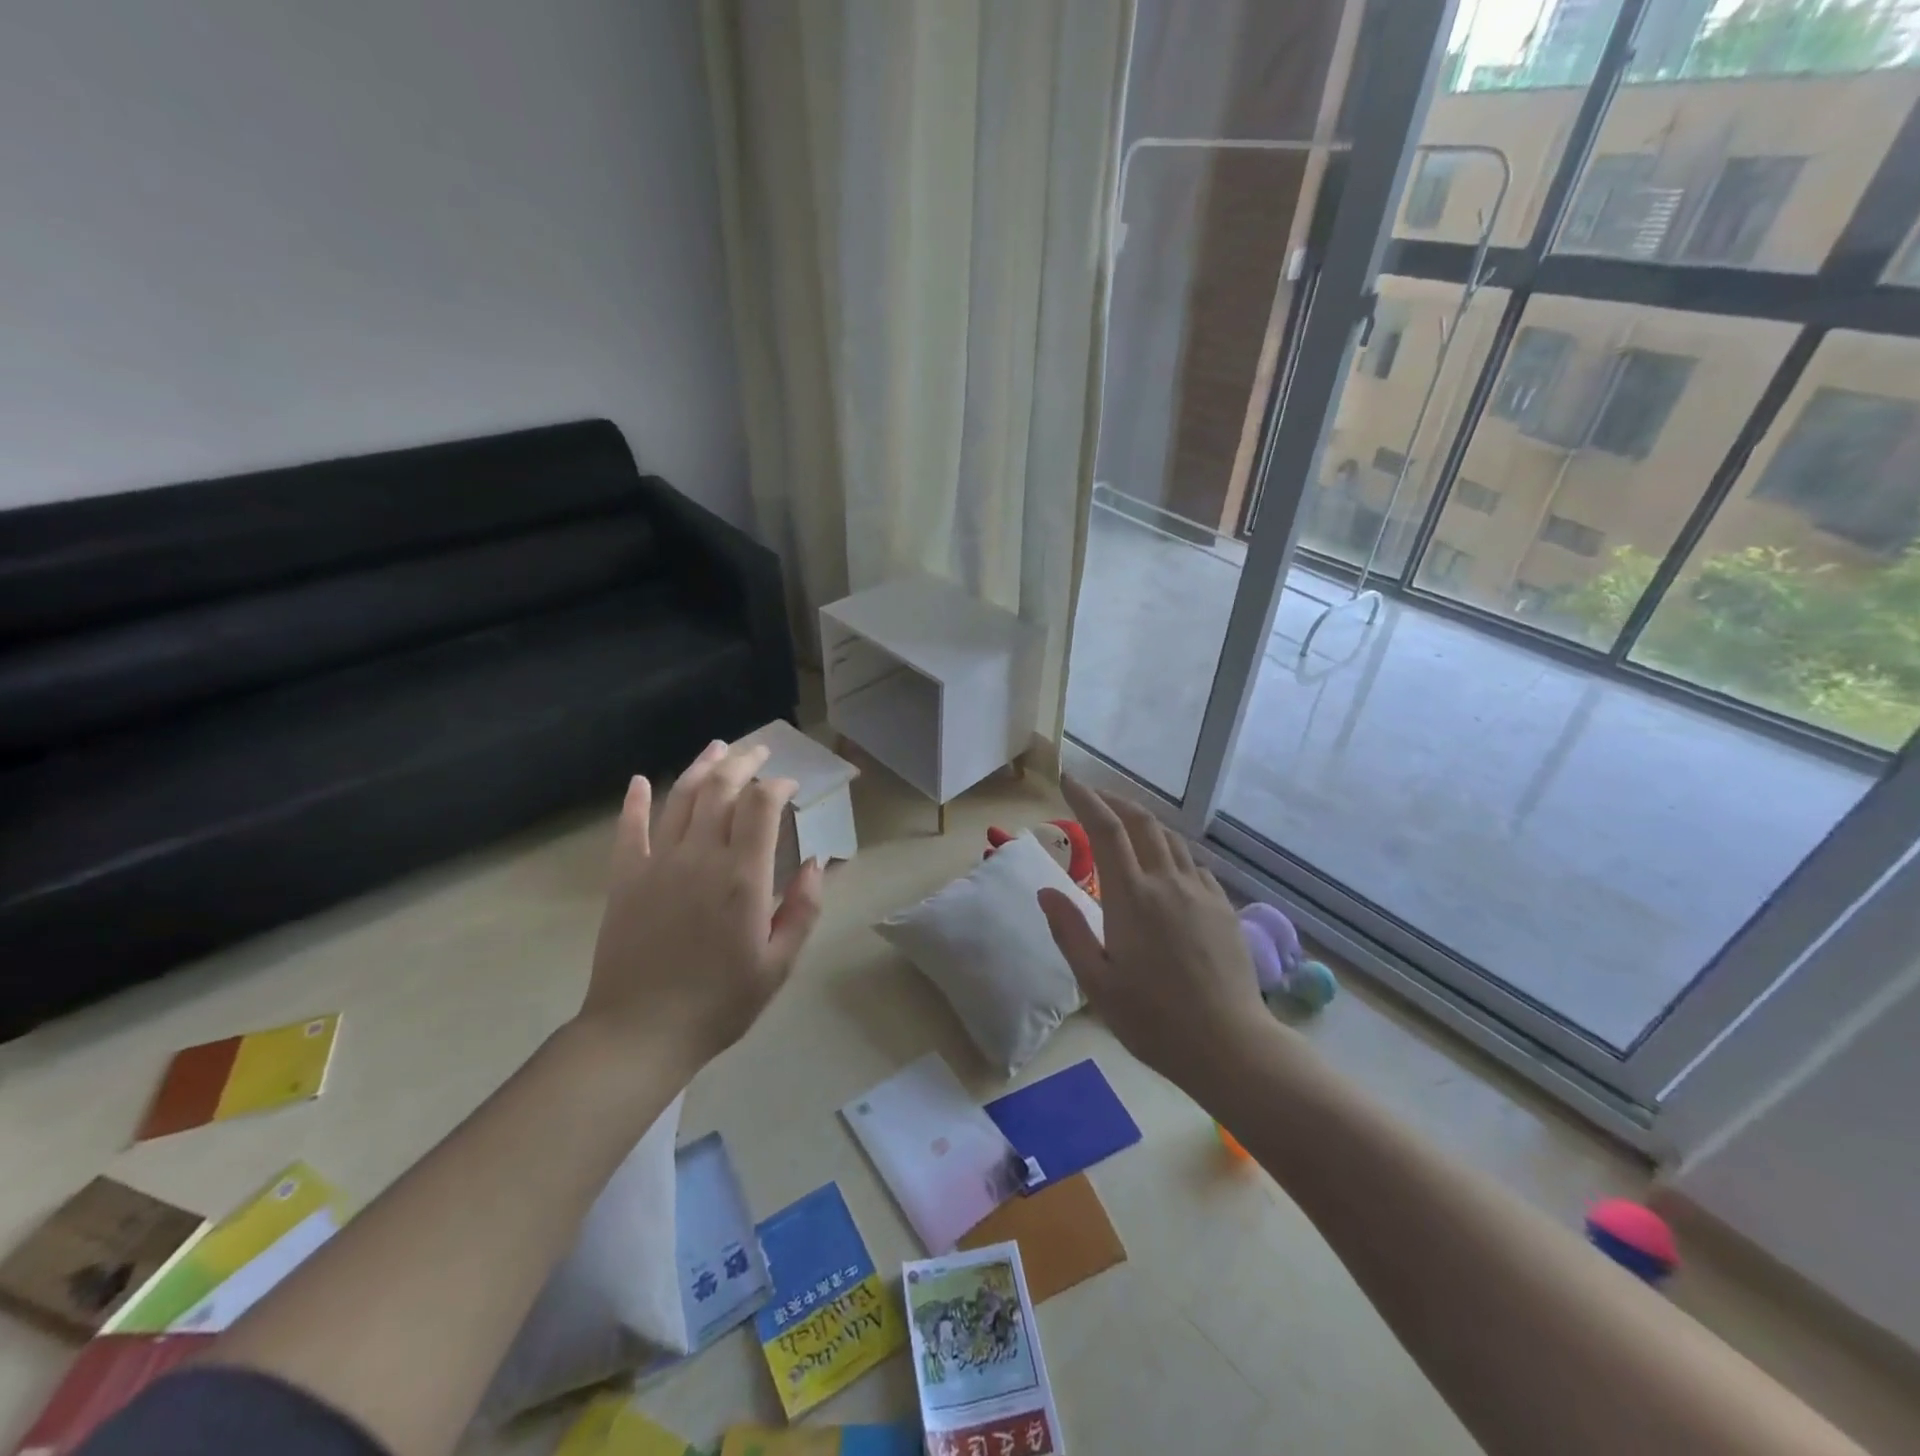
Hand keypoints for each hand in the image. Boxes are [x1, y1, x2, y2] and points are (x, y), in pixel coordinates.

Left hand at [579, 740, 825, 1079]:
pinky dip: (634, 801)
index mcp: (742, 877)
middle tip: (760, 751)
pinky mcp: (625, 878)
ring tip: (718, 748)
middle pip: (721, 789)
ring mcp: (657, 864)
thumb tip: (818, 863)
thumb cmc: (720, 1002)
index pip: (762, 806)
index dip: (778, 786)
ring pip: (680, 798)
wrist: (640, 1033)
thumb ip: (803, 909)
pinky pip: (629, 829)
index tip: (790, 785)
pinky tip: (639, 781)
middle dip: (744, 763)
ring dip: (701, 767)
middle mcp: (700, 857)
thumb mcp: (779, 964)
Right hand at [1036, 775, 1270, 1091]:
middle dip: (1115, 800)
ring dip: (1144, 822)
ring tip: (1125, 823)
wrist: (1230, 1044)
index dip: (1086, 799)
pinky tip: (1164, 865)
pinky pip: (1192, 863)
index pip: (1105, 829)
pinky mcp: (1223, 907)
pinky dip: (1169, 850)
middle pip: (1142, 822)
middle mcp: (1167, 882)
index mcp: (1131, 897)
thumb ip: (1069, 931)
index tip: (1069, 780)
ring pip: (1170, 839)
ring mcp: (1200, 892)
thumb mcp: (1096, 983)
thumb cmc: (1153, 1019)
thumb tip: (1045, 890)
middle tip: (1093, 795)